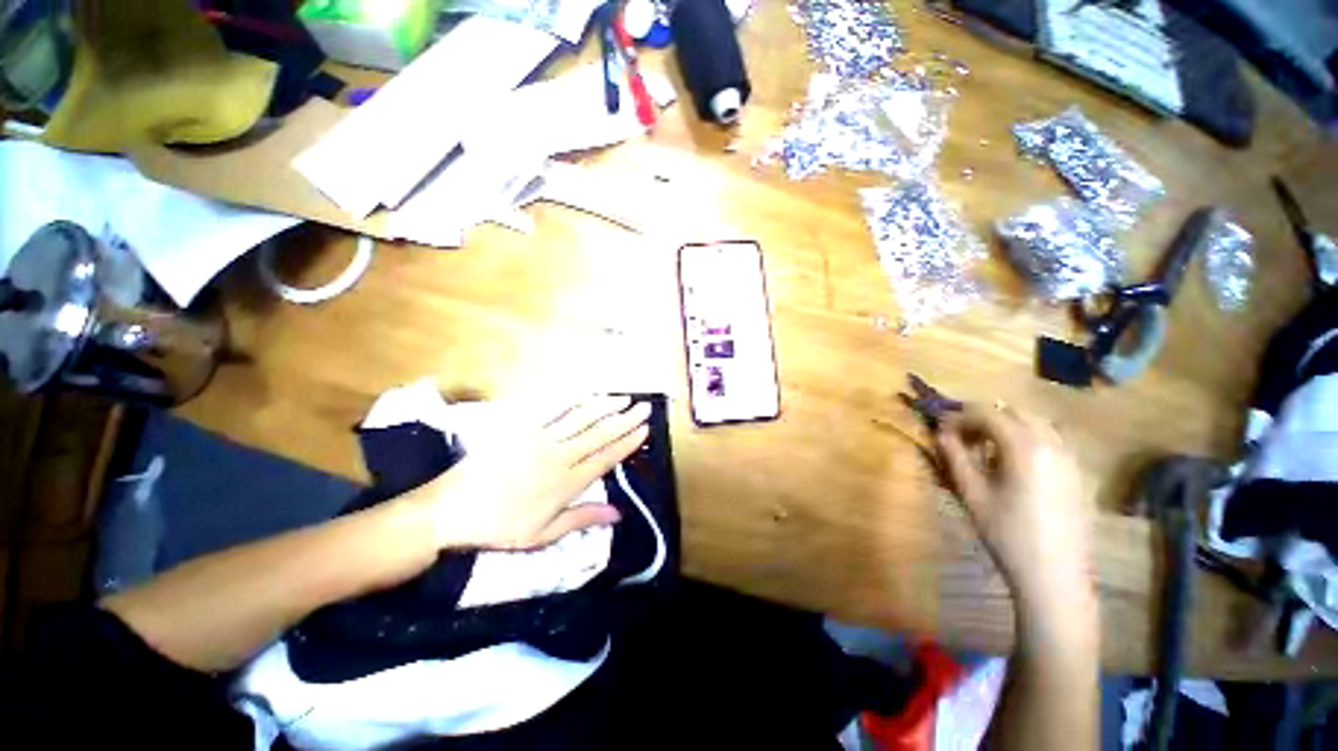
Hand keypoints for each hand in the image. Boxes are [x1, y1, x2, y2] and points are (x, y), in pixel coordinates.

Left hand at [416, 396, 650, 550]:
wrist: (450, 509)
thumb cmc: (498, 526)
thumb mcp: (542, 535)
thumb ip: (582, 519)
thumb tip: (618, 513)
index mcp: (567, 483)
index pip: (606, 458)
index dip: (628, 442)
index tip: (645, 429)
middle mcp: (559, 456)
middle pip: (599, 434)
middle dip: (625, 420)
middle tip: (643, 407)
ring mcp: (540, 439)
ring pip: (580, 418)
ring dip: (604, 406)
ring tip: (622, 397)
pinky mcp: (521, 428)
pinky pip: (550, 410)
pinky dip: (571, 400)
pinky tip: (584, 393)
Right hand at [935, 406, 1094, 618]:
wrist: (1055, 576)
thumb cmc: (1007, 534)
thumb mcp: (972, 493)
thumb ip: (955, 456)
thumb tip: (941, 432)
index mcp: (1024, 447)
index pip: (986, 413)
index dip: (958, 416)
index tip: (941, 429)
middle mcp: (1052, 443)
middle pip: (1013, 411)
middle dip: (983, 417)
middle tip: (962, 437)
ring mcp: (1070, 456)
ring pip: (1034, 422)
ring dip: (1006, 425)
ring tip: (986, 449)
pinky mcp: (1077, 471)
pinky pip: (1050, 438)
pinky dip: (1026, 437)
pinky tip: (1013, 463)